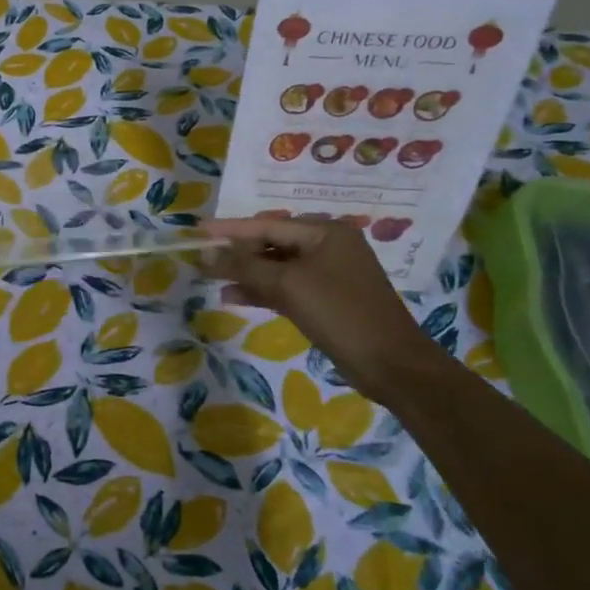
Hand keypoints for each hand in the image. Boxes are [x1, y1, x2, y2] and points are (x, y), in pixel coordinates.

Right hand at [205, 216, 445, 390]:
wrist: (391, 365)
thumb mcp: (288, 285)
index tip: (199, 231)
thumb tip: (207, 255)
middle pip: (272, 244)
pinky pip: (287, 288)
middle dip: (238, 253)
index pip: (268, 224)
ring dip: (246, 275)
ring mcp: (329, 275)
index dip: (230, 229)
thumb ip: (245, 266)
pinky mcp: (327, 301)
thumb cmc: (340, 313)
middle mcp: (329, 247)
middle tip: (203, 259)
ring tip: (213, 280)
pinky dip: (262, 291)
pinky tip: (234, 297)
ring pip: (277, 268)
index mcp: (326, 232)